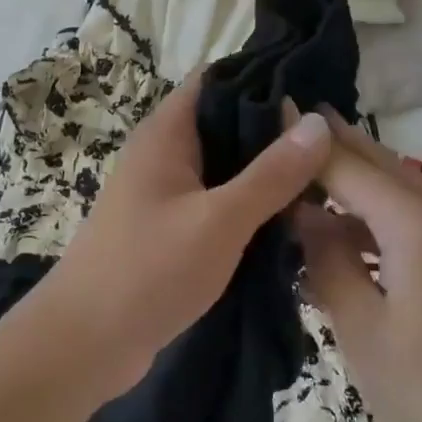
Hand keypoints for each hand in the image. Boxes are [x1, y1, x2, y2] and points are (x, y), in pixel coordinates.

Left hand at [29, 73, 332, 402]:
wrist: (85, 344)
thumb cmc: (149, 270)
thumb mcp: (220, 220)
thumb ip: (271, 174)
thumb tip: (318, 122)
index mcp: (166, 133)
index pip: (218, 79)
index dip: (265, 78)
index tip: (318, 92)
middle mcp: (164, 152)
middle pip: (226, 122)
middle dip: (276, 131)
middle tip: (336, 143)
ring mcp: (165, 191)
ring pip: (226, 166)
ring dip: (267, 173)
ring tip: (327, 179)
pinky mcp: (171, 227)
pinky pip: (218, 201)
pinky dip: (250, 205)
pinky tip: (291, 219)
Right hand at [294, 110, 421, 421]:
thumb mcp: (362, 330)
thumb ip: (327, 260)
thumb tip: (304, 213)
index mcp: (418, 224)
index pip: (346, 165)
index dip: (303, 142)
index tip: (265, 113)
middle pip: (378, 162)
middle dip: (331, 144)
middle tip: (281, 123)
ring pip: (397, 188)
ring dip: (352, 181)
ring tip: (301, 178)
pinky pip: (415, 218)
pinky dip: (376, 215)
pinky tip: (344, 234)